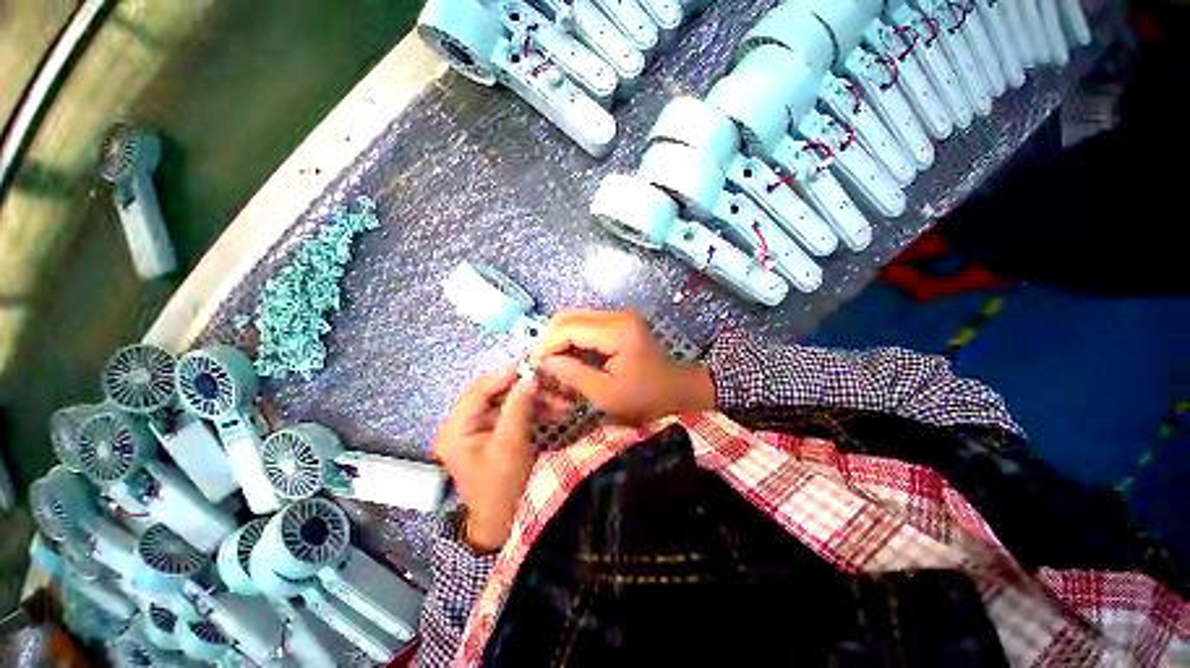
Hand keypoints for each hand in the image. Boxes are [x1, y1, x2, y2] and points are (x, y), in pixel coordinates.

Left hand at [433, 366, 555, 551]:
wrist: (505, 524)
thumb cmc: (502, 488)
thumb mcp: (510, 445)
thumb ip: (519, 408)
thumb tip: (530, 376)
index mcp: (456, 429)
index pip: (479, 390)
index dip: (505, 374)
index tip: (531, 363)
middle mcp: (464, 425)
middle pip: (496, 395)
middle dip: (527, 389)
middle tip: (553, 383)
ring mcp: (480, 429)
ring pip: (509, 403)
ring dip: (536, 400)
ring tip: (563, 400)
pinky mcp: (495, 434)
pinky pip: (515, 414)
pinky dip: (535, 411)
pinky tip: (557, 411)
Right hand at [530, 310, 715, 425]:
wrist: (676, 388)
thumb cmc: (645, 397)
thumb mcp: (606, 394)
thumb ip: (573, 375)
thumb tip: (545, 361)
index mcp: (617, 331)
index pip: (569, 328)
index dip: (547, 344)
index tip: (535, 365)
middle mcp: (617, 315)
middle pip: (569, 316)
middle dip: (550, 338)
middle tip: (542, 363)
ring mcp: (618, 316)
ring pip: (574, 317)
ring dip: (559, 337)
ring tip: (553, 361)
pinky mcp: (618, 321)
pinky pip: (585, 324)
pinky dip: (572, 338)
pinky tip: (568, 356)